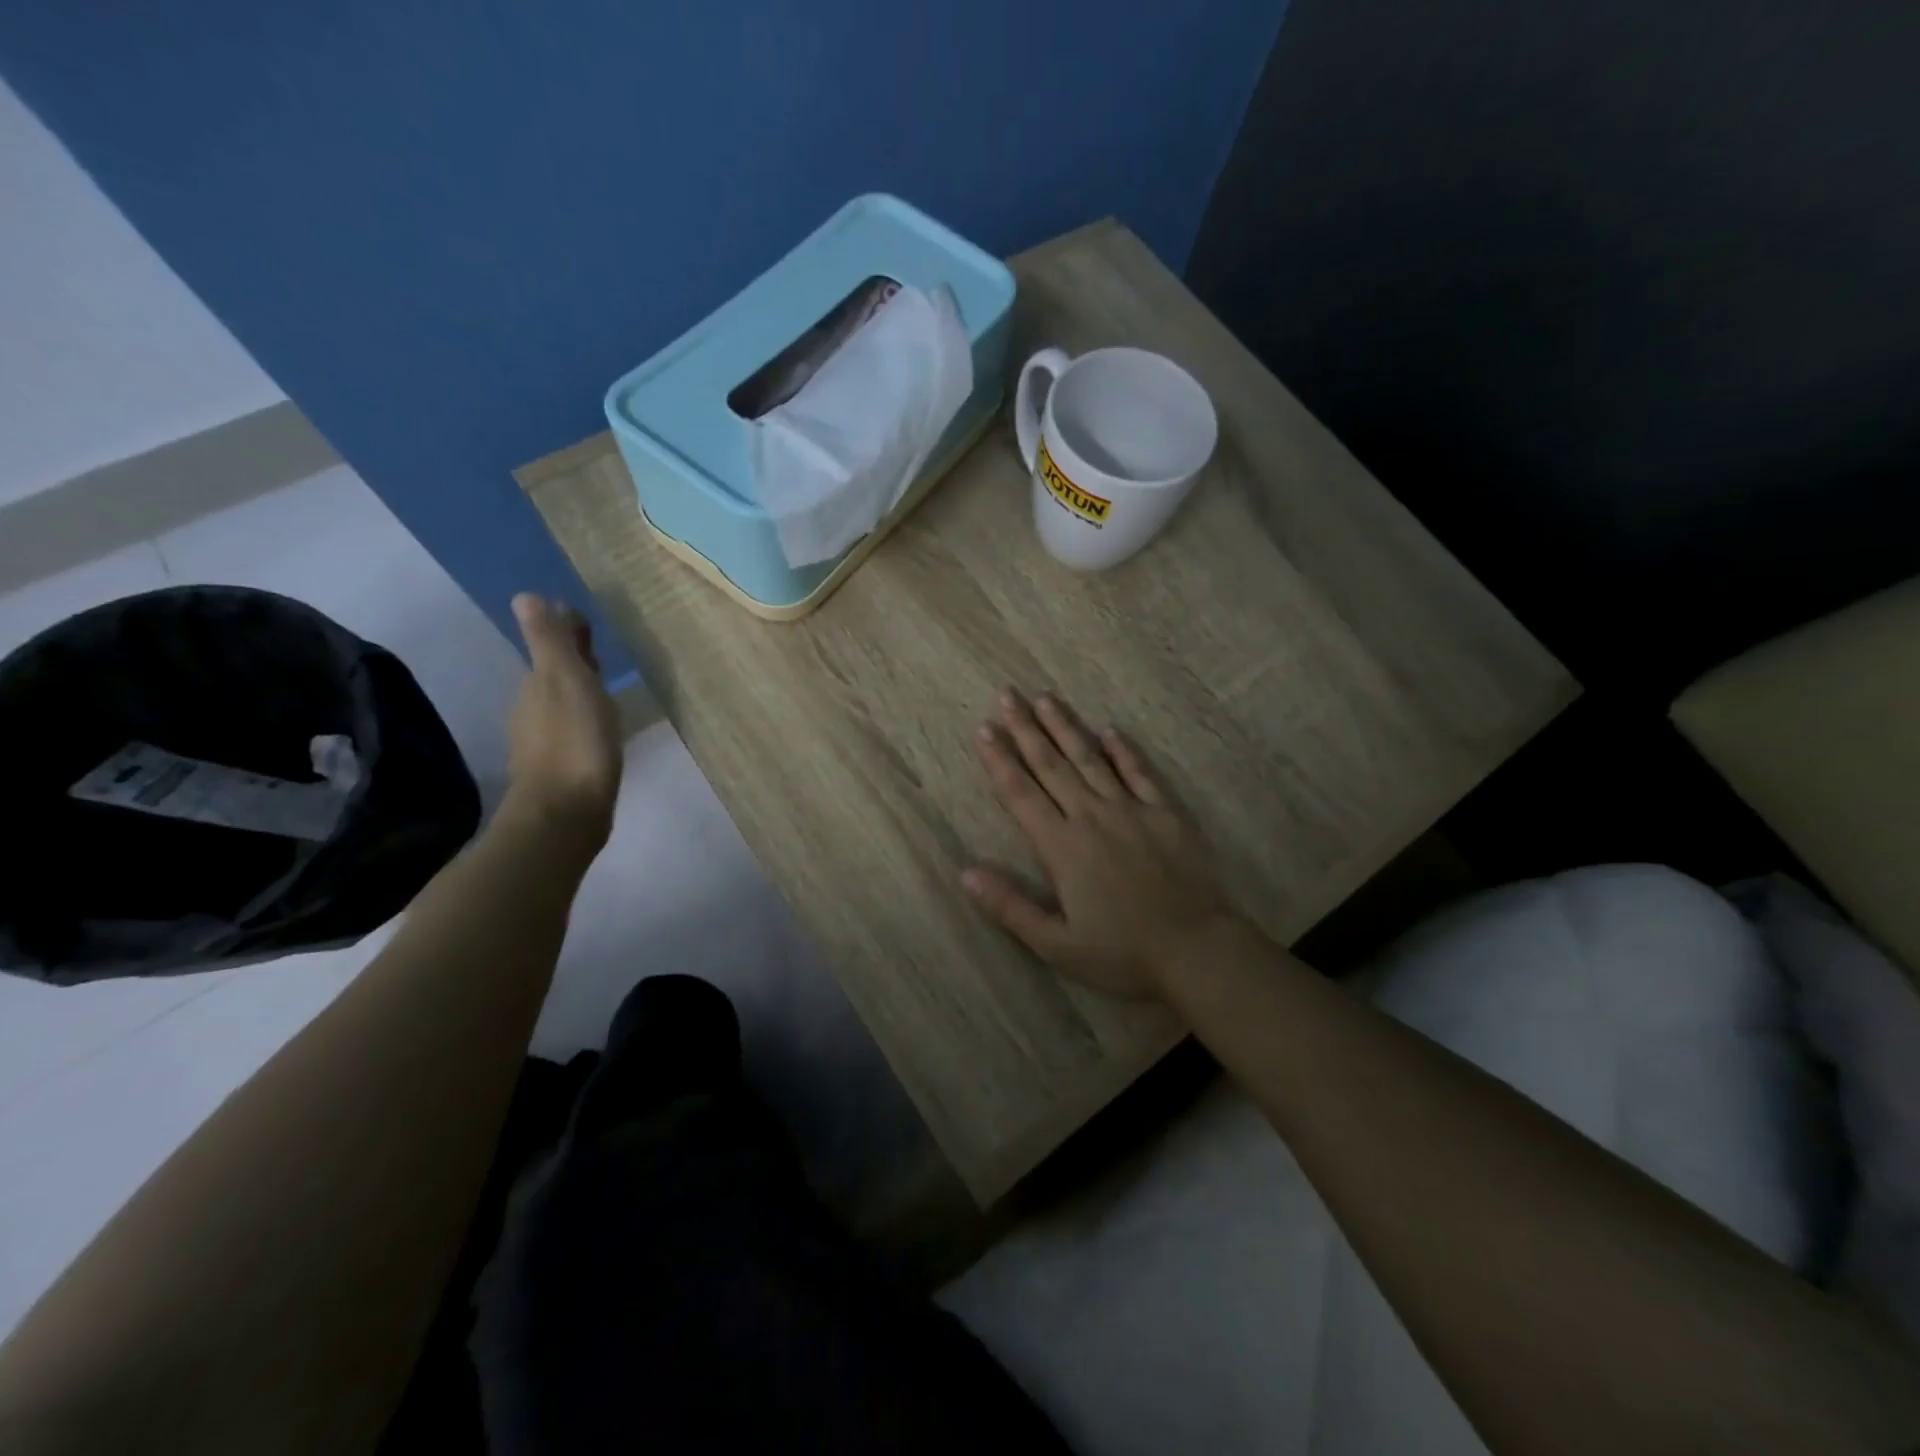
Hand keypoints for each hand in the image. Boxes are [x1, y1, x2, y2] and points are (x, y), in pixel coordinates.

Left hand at [501, 594, 621, 848]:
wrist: (565, 815)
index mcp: (538, 684)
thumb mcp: (566, 682)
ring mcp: (544, 742)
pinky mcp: (560, 769)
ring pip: (563, 705)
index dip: (568, 634)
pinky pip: (572, 732)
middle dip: (575, 662)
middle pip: (556, 675)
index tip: (587, 622)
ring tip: (608, 690)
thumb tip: (525, 595)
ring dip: (581, 693)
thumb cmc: (574, 743)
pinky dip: (584, 722)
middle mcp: (534, 709)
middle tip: (602, 652)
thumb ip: (549, 641)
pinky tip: (602, 732)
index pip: (551, 647)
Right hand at [963, 689, 1232, 999]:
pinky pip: (1140, 773)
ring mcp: (1130, 810)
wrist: (1195, 949)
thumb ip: (1010, 907)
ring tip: (1046, 698)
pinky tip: (1110, 730)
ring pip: (1090, 759)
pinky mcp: (1164, 813)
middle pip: (1051, 764)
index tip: (984, 729)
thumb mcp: (1056, 944)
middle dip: (1026, 728)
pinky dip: (1124, 750)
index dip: (999, 760)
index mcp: (1061, 846)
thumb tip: (966, 872)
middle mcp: (1091, 816)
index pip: (1021, 793)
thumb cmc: (1121, 953)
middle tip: (1008, 695)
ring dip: (1066, 727)